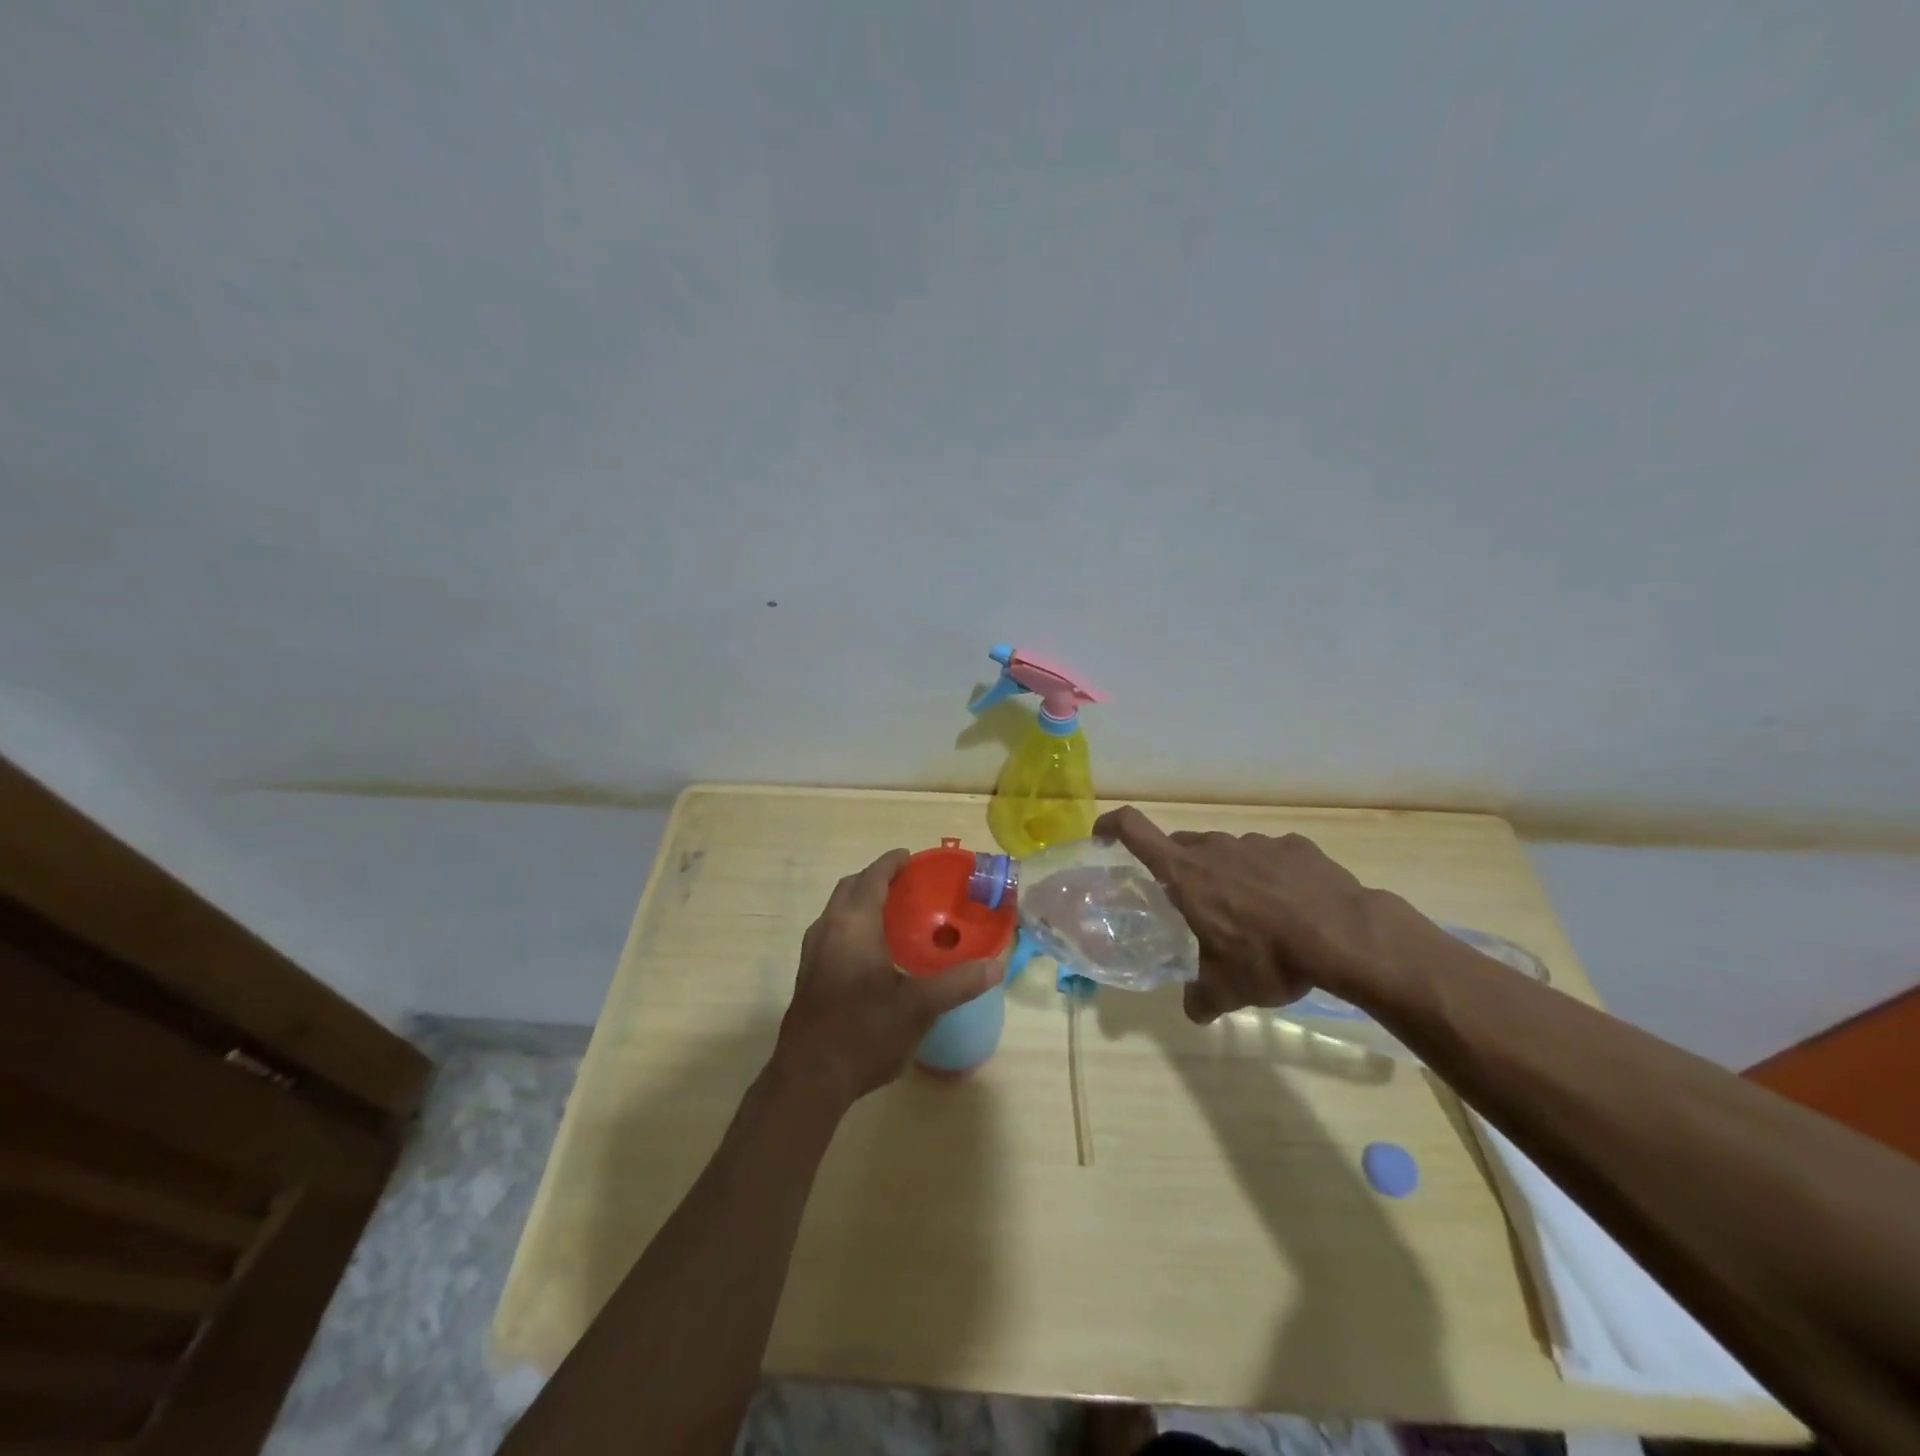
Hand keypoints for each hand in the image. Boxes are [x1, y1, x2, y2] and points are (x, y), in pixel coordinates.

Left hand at [773, 849, 1004, 1106]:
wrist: (809, 1079)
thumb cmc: (864, 1031)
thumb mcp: (918, 1007)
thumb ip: (958, 983)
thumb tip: (996, 966)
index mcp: (852, 924)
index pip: (872, 877)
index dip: (892, 863)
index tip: (912, 858)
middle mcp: (828, 929)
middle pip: (850, 888)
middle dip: (876, 879)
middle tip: (908, 886)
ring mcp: (813, 953)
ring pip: (838, 911)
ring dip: (862, 903)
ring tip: (895, 916)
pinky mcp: (808, 976)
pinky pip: (833, 933)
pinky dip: (853, 926)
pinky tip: (875, 954)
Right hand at [1092, 806, 1398, 1025]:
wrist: (1345, 936)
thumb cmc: (1269, 957)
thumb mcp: (1228, 989)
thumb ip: (1201, 998)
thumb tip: (1193, 1011)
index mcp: (1186, 873)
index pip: (1134, 830)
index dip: (1112, 825)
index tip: (1102, 836)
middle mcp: (1216, 848)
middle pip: (1183, 847)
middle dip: (1180, 871)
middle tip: (1194, 907)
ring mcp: (1258, 843)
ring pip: (1227, 853)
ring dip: (1228, 876)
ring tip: (1252, 915)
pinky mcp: (1296, 846)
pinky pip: (1270, 857)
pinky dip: (1270, 876)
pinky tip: (1291, 906)